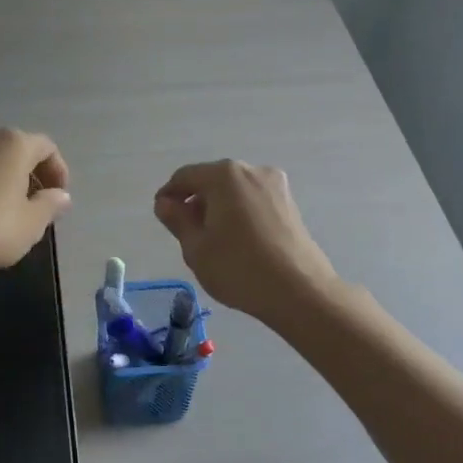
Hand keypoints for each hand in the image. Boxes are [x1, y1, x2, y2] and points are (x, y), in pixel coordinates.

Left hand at [0, 129, 72, 275]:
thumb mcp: (30, 224)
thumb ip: (50, 206)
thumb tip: (61, 196)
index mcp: (14, 144)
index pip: (46, 147)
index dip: (58, 171)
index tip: (59, 198)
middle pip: (18, 149)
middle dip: (33, 174)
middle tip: (38, 204)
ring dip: (7, 179)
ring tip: (11, 210)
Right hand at [153, 159, 336, 323]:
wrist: (300, 292)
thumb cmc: (238, 268)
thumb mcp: (196, 247)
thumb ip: (177, 219)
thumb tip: (165, 203)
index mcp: (224, 175)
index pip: (185, 177)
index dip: (168, 195)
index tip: (162, 216)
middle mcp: (251, 170)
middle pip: (212, 180)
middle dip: (195, 201)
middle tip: (186, 232)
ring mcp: (275, 185)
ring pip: (234, 190)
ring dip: (218, 207)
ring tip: (212, 239)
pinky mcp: (290, 203)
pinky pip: (253, 200)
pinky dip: (239, 212)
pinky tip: (237, 240)